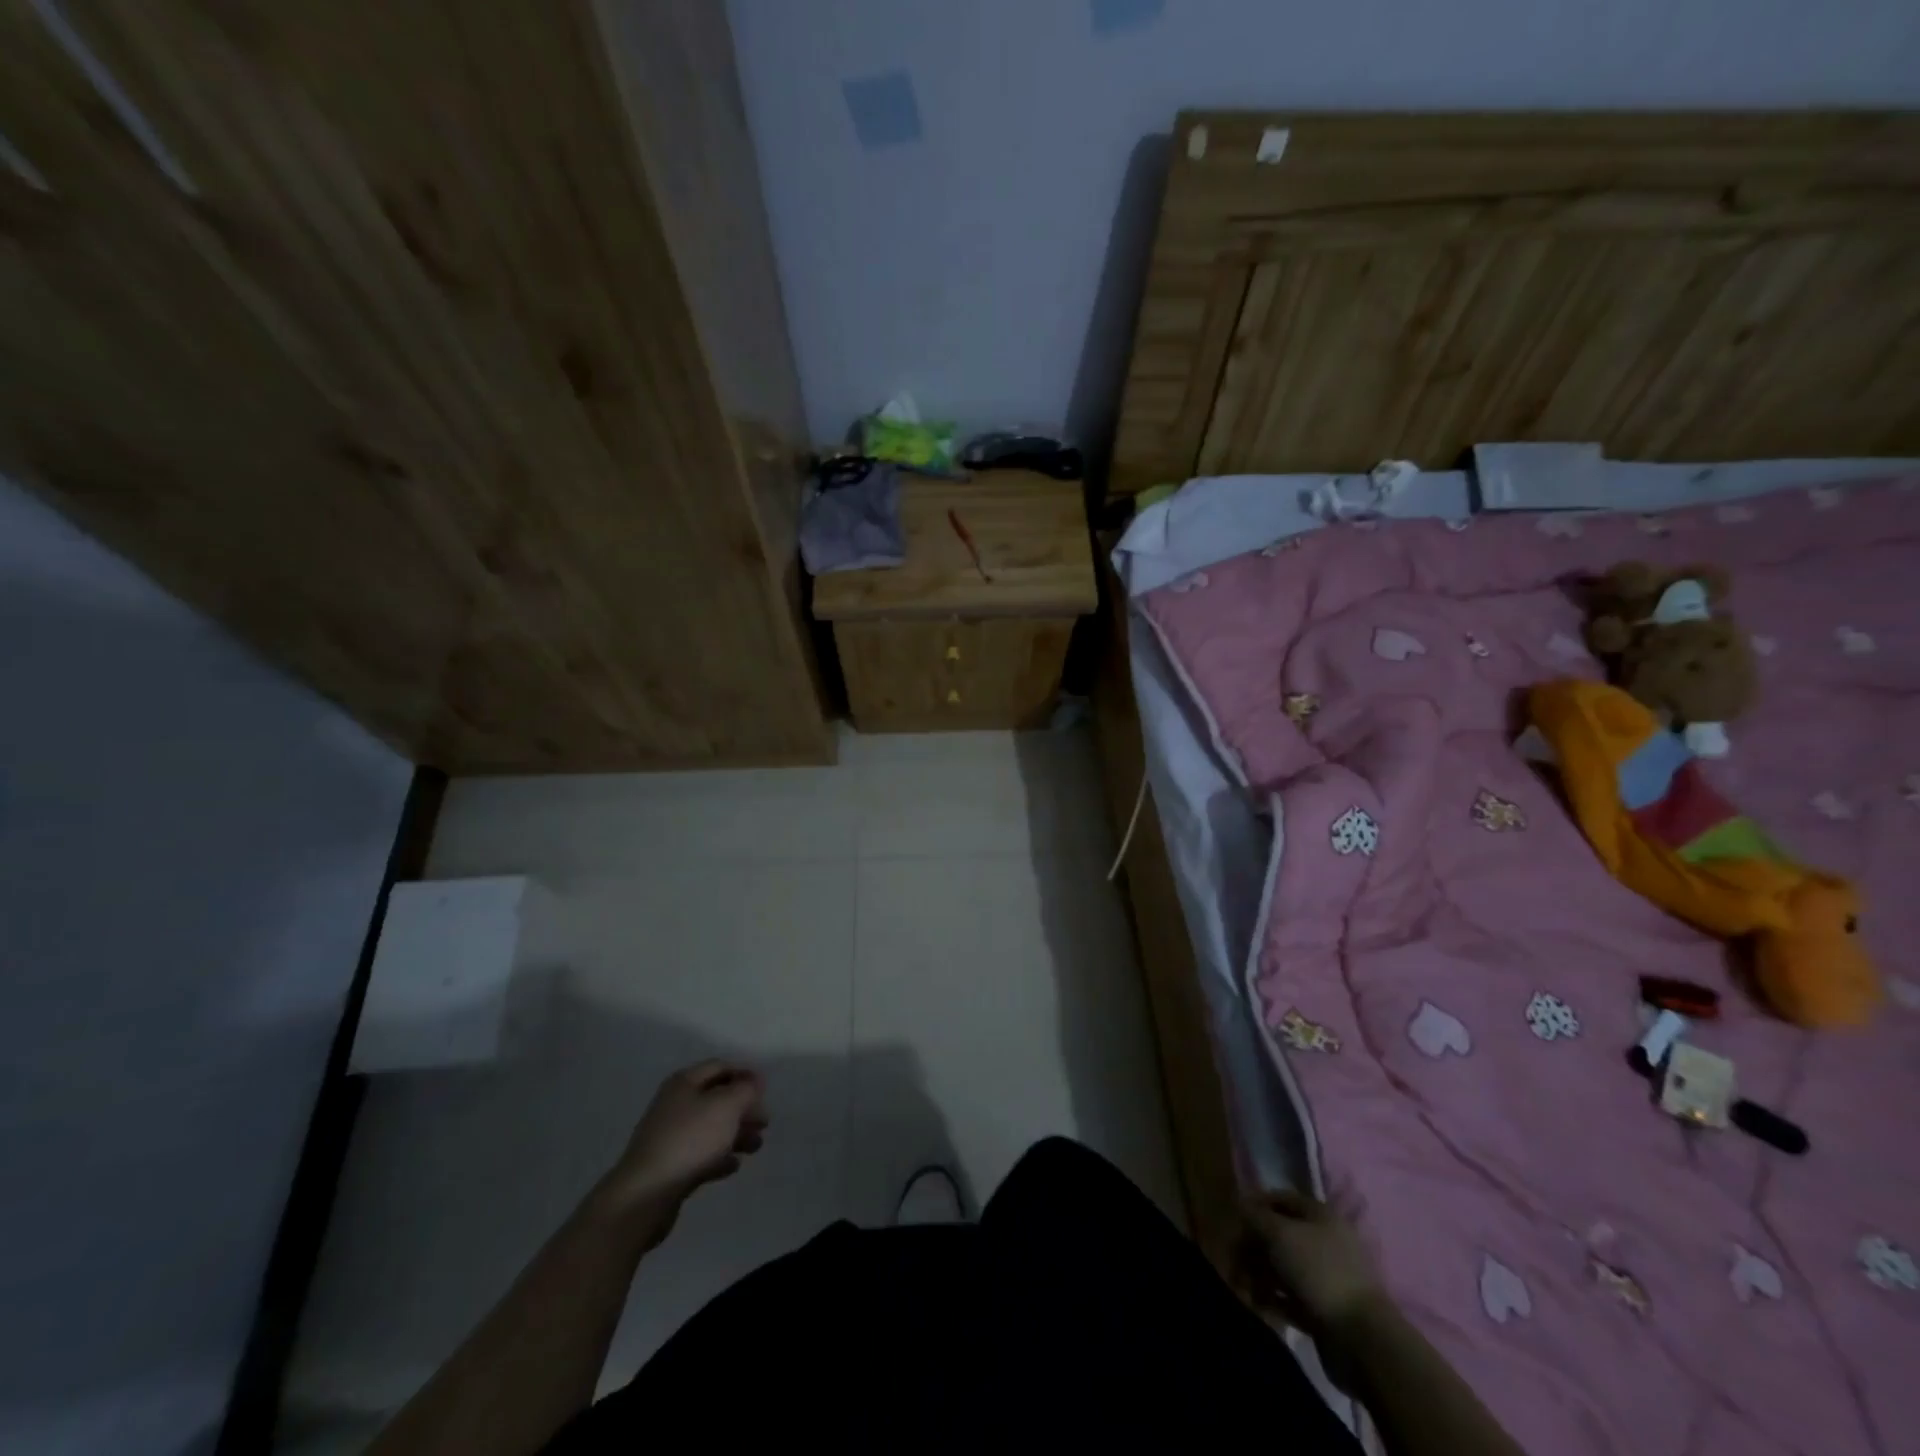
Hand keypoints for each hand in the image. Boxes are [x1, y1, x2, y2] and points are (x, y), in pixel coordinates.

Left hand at [596, 1061, 767, 1232]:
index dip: (745, 1075)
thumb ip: (745, 1089)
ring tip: (756, 1146)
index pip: (720, 1067)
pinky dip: (719, 1157)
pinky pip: (700, 1155)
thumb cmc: (689, 1140)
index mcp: (684, 1083)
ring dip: (736, 1134)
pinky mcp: (669, 1167)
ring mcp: (669, 1137)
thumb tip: (753, 1082)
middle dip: (743, 1108)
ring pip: (710, 1128)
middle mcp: (675, 1105)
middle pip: (716, 1099)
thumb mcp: (726, 1106)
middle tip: (765, 1122)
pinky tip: (733, 1166)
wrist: (645, 1196)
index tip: (766, 1091)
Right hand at [1242, 1189, 1387, 1335]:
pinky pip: (1292, 1296)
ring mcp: (1327, 1277)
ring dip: (1259, 1274)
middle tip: (1233, 1260)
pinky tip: (1260, 1305)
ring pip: (1283, 1267)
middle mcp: (1325, 1240)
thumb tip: (1240, 1203)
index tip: (1233, 1219)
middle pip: (1280, 1234)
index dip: (1255, 1204)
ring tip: (1244, 1288)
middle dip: (1253, 1246)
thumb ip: (1255, 1216)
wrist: (1362, 1339)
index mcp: (1321, 1215)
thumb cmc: (1319, 1271)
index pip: (1281, 1198)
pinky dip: (1274, 1298)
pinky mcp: (1326, 1309)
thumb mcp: (1279, 1234)